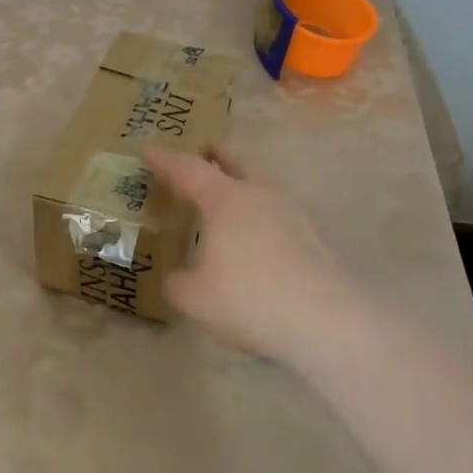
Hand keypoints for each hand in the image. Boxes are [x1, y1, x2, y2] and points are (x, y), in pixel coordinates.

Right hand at [145, 144, 362, 366]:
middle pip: (237, 160)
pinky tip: (252, 235)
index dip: (167, 159)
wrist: (323, 323)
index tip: (149, 149)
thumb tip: (177, 278)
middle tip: (202, 152)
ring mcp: (291, 214)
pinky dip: (258, 212)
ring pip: (261, 184)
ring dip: (242, 183)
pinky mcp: (311, 238)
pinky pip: (276, 211)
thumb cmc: (248, 299)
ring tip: (226, 199)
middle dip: (217, 154)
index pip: (189, 169)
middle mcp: (259, 196)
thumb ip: (178, 282)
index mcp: (225, 200)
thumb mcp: (195, 297)